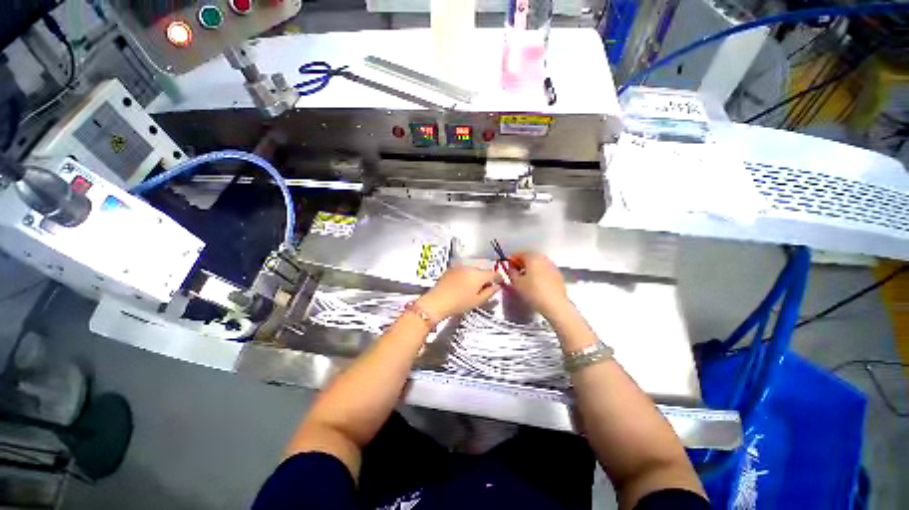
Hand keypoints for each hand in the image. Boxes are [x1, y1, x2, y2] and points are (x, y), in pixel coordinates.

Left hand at [416, 266, 501, 321]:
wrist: (437, 301)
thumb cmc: (459, 303)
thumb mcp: (477, 301)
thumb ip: (489, 292)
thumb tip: (497, 286)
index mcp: (478, 275)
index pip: (493, 273)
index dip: (498, 278)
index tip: (499, 283)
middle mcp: (470, 267)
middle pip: (482, 271)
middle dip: (485, 278)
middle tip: (484, 288)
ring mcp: (459, 267)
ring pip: (472, 270)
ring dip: (474, 276)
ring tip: (471, 288)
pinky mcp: (450, 269)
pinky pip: (463, 271)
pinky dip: (465, 276)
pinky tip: (461, 285)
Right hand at [504, 252, 571, 319]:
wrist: (555, 304)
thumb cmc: (533, 292)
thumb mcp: (517, 283)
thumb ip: (511, 272)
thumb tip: (510, 268)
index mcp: (532, 258)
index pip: (519, 254)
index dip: (511, 259)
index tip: (507, 266)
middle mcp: (543, 259)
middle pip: (530, 257)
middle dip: (521, 263)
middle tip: (515, 271)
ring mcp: (552, 266)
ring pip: (538, 263)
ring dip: (530, 267)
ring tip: (525, 277)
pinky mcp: (558, 274)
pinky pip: (545, 269)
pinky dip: (538, 272)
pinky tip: (536, 282)